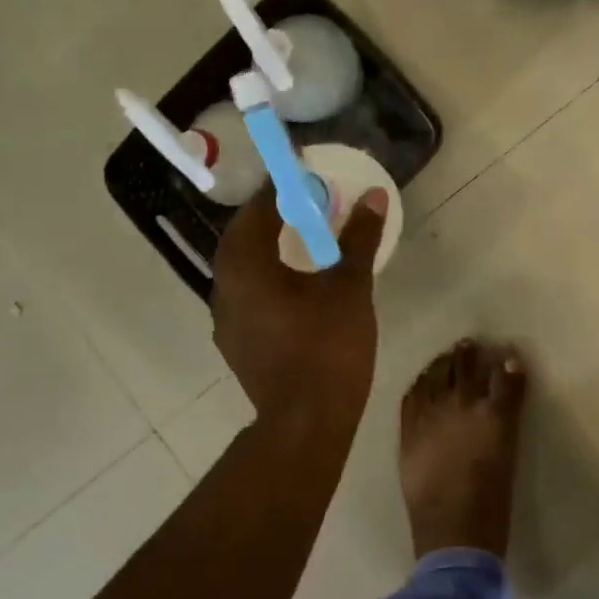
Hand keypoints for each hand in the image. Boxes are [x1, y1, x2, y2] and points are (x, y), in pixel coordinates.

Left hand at [211, 185, 388, 433]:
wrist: (306, 423)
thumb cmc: (327, 347)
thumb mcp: (349, 287)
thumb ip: (359, 238)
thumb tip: (374, 196)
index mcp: (246, 265)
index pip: (259, 209)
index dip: (283, 188)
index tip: (307, 175)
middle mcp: (224, 286)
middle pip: (244, 236)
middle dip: (273, 216)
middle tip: (306, 205)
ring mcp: (225, 318)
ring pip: (243, 267)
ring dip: (268, 247)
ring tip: (302, 240)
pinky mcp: (235, 342)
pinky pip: (247, 293)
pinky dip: (267, 277)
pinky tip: (295, 285)